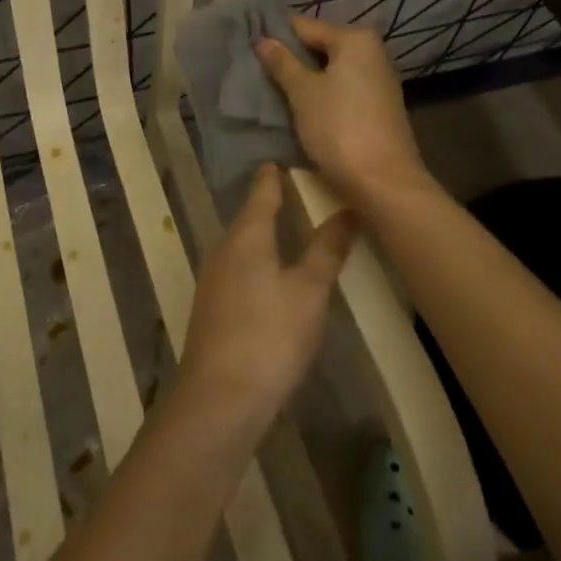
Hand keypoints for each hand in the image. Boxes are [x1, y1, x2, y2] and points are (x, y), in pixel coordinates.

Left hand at [176, 165, 353, 436]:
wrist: (220, 399)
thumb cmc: (269, 336)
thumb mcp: (309, 291)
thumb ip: (327, 249)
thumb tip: (347, 208)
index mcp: (246, 235)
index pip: (261, 190)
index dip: (274, 175)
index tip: (287, 160)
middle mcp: (224, 249)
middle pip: (250, 216)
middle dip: (272, 204)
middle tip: (303, 194)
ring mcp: (214, 279)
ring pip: (243, 244)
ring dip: (265, 235)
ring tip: (294, 231)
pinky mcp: (213, 308)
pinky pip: (239, 269)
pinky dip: (258, 262)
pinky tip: (274, 278)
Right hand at [256, 14, 432, 201]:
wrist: (383, 182)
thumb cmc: (339, 128)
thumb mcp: (303, 93)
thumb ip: (282, 62)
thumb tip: (263, 40)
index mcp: (355, 39)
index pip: (305, 26)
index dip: (274, 34)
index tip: (246, 43)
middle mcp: (372, 52)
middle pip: (319, 46)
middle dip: (289, 57)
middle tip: (254, 68)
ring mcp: (377, 80)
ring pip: (329, 70)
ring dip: (303, 78)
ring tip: (269, 87)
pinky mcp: (377, 106)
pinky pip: (340, 88)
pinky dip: (320, 93)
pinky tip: (297, 106)